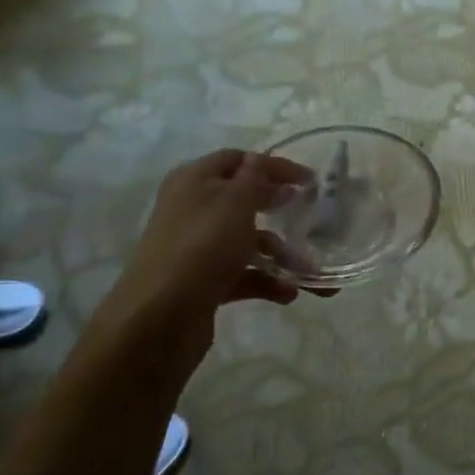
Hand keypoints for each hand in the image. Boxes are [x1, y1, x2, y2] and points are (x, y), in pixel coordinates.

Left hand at [94, 149, 316, 378]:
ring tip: (309, 272)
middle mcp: (193, 209)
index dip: (274, 166)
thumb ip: (254, 178)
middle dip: (280, 211)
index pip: (238, 160)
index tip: (310, 181)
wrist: (162, 316)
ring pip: (247, 242)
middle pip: (244, 202)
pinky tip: (289, 293)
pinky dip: (267, 281)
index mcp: (194, 181)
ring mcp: (197, 248)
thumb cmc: (203, 246)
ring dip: (281, 255)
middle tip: (311, 218)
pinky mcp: (204, 282)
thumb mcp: (235, 202)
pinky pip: (243, 275)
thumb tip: (259, 159)